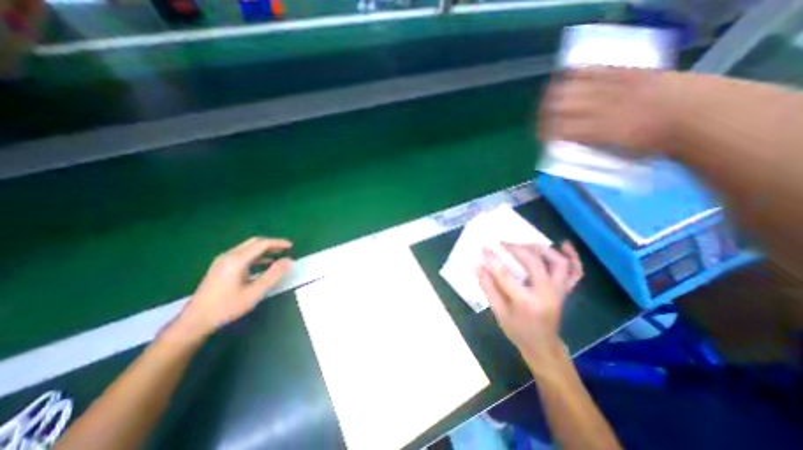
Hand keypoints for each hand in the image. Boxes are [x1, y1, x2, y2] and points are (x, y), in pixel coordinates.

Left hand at [174, 238, 293, 339]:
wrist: (195, 320)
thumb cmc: (227, 306)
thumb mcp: (255, 292)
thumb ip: (273, 274)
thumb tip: (289, 260)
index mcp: (237, 260)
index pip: (262, 243)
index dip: (278, 243)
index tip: (291, 246)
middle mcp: (229, 255)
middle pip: (254, 242)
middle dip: (271, 244)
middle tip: (285, 249)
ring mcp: (222, 261)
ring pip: (248, 248)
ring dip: (264, 249)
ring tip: (278, 255)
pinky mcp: (220, 267)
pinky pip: (242, 254)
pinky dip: (255, 255)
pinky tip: (263, 264)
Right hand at [475, 242, 583, 361]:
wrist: (542, 345)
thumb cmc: (517, 330)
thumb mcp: (498, 311)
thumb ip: (488, 287)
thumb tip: (478, 266)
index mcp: (526, 302)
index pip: (505, 275)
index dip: (493, 260)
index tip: (484, 248)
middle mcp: (547, 293)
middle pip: (534, 263)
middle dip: (517, 249)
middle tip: (503, 244)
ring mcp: (559, 291)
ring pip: (557, 262)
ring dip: (541, 249)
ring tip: (526, 245)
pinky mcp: (565, 290)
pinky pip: (575, 271)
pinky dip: (572, 257)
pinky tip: (564, 244)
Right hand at [540, 66, 683, 156]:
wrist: (693, 114)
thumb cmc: (650, 143)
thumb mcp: (613, 154)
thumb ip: (585, 146)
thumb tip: (564, 142)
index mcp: (596, 131)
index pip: (558, 129)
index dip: (544, 132)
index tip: (541, 135)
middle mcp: (600, 108)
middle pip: (558, 106)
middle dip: (544, 113)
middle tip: (542, 119)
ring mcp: (611, 87)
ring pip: (569, 86)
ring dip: (553, 94)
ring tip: (549, 99)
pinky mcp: (622, 72)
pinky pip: (591, 69)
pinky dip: (574, 72)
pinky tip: (565, 77)